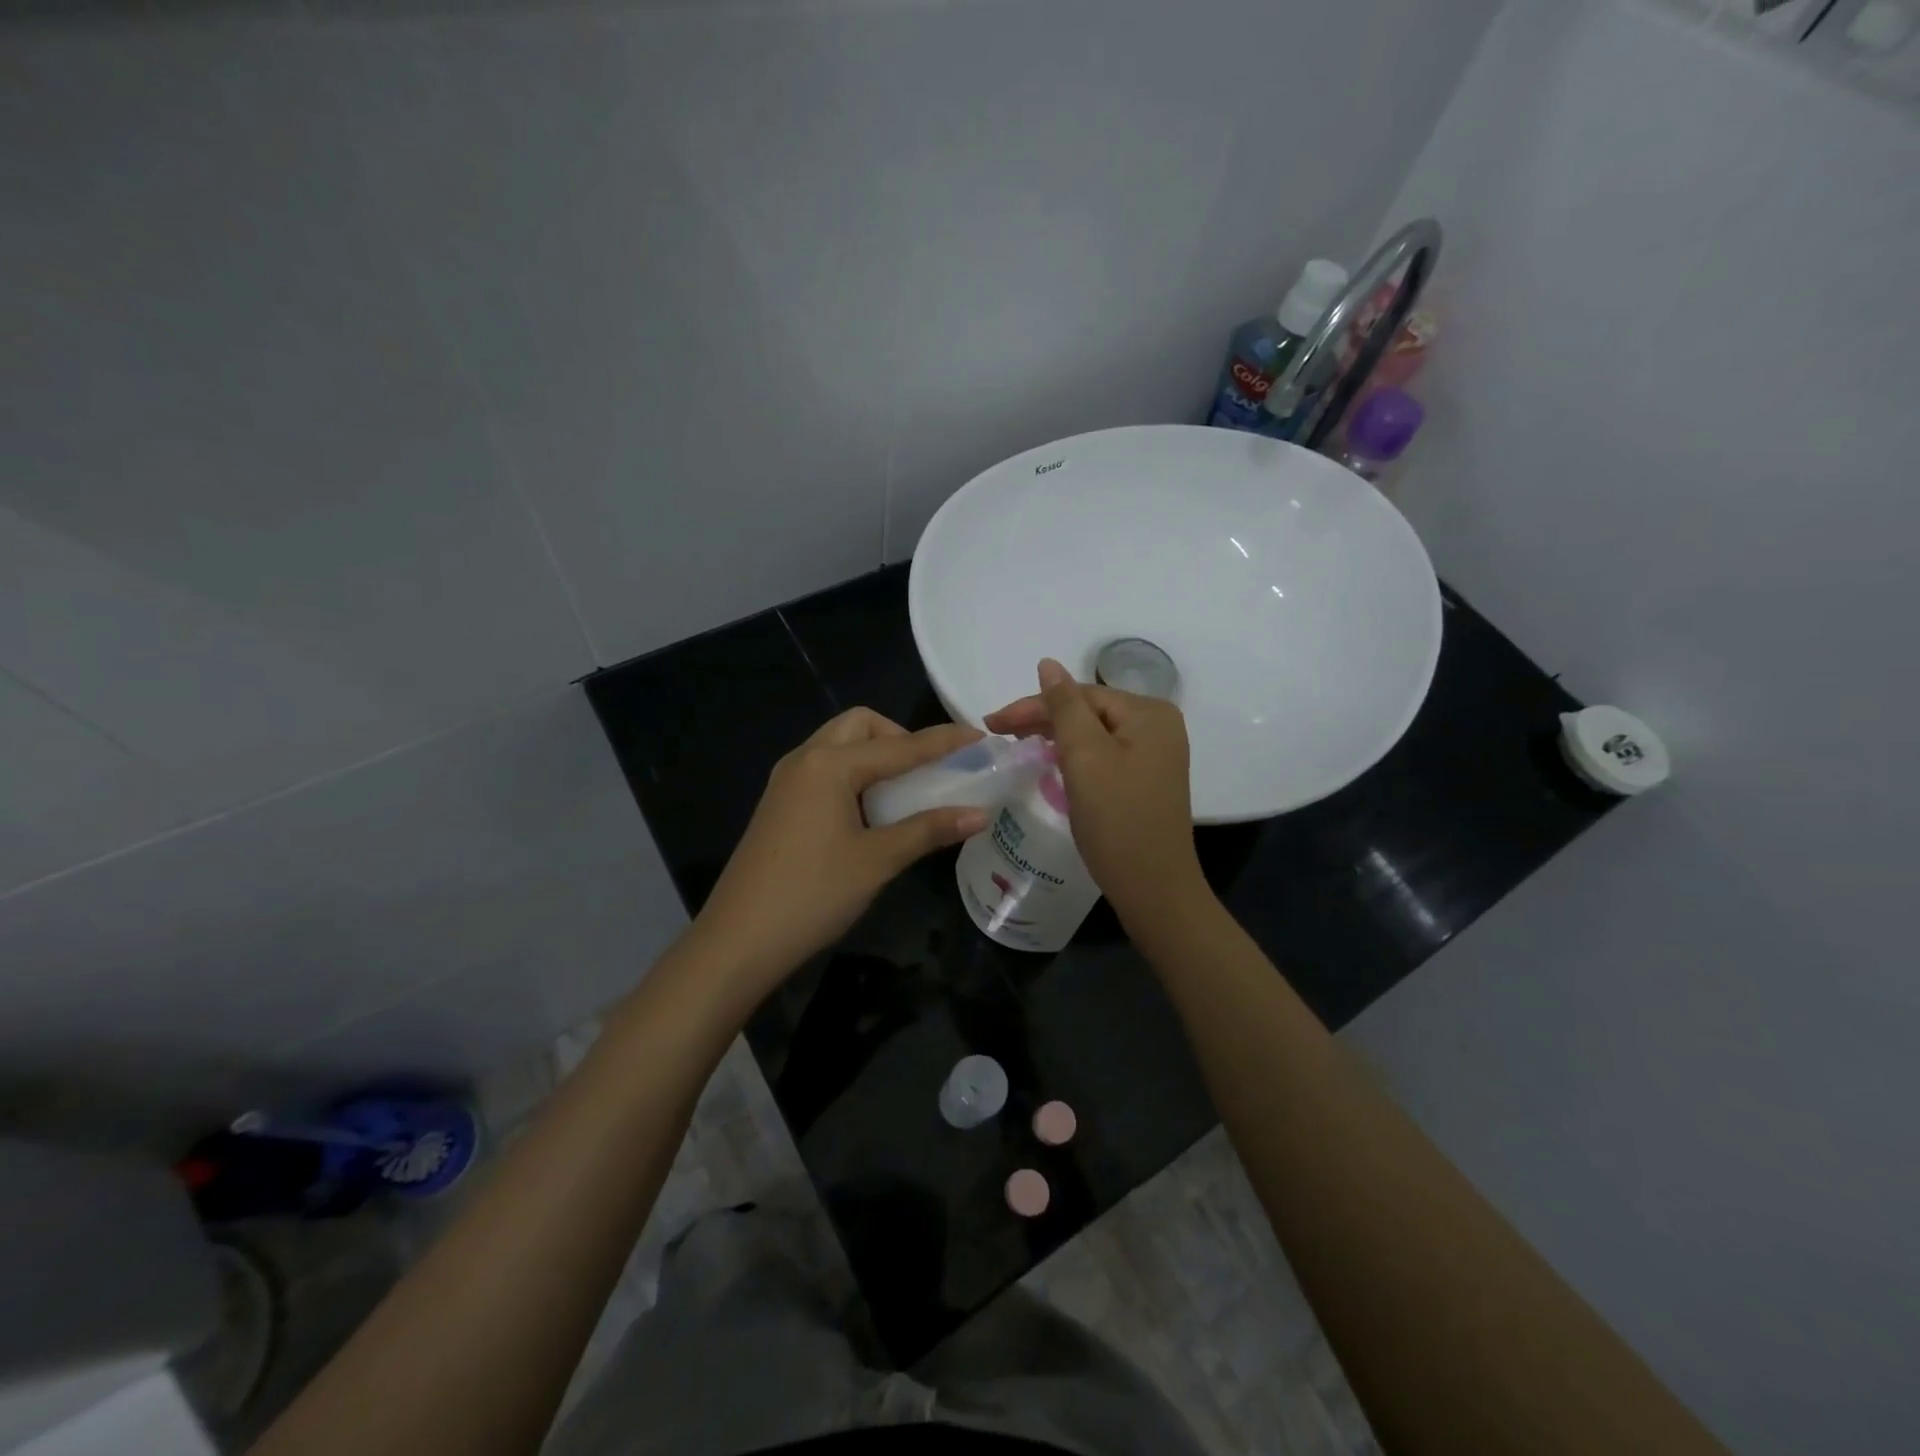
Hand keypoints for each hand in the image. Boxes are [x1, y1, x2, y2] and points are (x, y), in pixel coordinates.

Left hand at [692, 708, 987, 993]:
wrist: (738, 940)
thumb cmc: (813, 895)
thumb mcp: (877, 861)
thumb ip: (928, 830)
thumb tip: (979, 814)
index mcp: (830, 765)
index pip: (899, 746)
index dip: (943, 742)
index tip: (980, 737)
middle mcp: (805, 759)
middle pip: (860, 726)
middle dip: (899, 737)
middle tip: (928, 769)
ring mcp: (786, 780)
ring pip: (839, 745)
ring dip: (875, 754)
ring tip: (904, 789)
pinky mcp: (779, 803)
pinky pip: (824, 768)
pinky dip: (854, 773)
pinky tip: (869, 809)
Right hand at [986, 659, 1205, 923]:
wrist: (1153, 888)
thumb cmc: (1117, 820)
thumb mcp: (1085, 757)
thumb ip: (1064, 707)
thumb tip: (1048, 663)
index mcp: (1149, 712)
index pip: (1080, 695)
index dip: (1033, 706)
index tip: (991, 723)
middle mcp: (1158, 725)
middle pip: (1088, 711)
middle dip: (1043, 720)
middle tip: (998, 733)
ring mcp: (1155, 754)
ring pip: (1094, 733)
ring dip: (1056, 737)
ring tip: (1018, 745)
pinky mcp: (1146, 778)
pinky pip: (1103, 754)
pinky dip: (1074, 756)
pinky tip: (1052, 762)